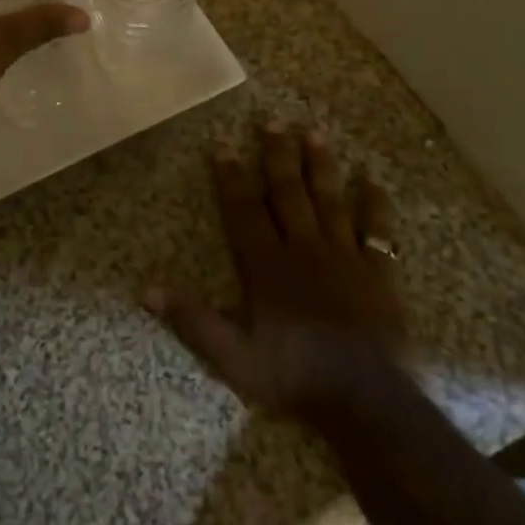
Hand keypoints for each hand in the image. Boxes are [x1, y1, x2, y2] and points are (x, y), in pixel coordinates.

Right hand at [147, 123, 405, 417]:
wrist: (368, 403)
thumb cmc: (295, 376)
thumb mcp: (233, 356)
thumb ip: (191, 319)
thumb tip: (146, 290)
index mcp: (267, 265)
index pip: (243, 210)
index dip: (230, 176)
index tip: (222, 144)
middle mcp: (304, 249)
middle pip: (288, 193)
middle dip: (277, 156)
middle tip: (272, 121)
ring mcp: (344, 258)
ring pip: (329, 201)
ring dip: (320, 166)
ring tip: (314, 132)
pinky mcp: (379, 274)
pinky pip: (377, 231)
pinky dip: (375, 205)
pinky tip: (373, 180)